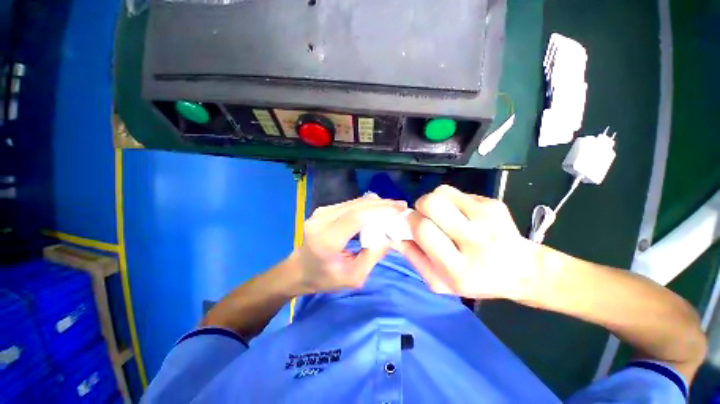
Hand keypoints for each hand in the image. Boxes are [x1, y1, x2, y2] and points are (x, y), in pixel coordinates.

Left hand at [289, 195, 406, 293]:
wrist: (299, 270)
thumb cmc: (325, 278)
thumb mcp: (354, 277)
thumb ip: (374, 255)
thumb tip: (391, 234)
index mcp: (327, 240)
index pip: (356, 218)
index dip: (379, 211)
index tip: (399, 211)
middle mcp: (321, 221)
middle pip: (356, 206)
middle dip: (382, 204)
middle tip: (401, 206)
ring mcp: (320, 212)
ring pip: (354, 202)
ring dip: (375, 203)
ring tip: (393, 207)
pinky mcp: (323, 210)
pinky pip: (349, 204)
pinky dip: (366, 205)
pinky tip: (377, 209)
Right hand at [398, 185, 539, 300]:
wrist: (521, 271)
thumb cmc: (475, 280)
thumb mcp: (438, 281)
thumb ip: (413, 258)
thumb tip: (394, 233)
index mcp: (459, 268)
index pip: (424, 229)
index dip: (412, 222)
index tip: (413, 225)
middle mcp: (476, 241)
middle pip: (432, 203)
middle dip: (420, 206)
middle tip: (426, 217)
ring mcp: (488, 219)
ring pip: (442, 192)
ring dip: (434, 200)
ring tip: (442, 214)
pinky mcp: (494, 204)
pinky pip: (457, 192)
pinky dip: (450, 200)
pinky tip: (460, 214)